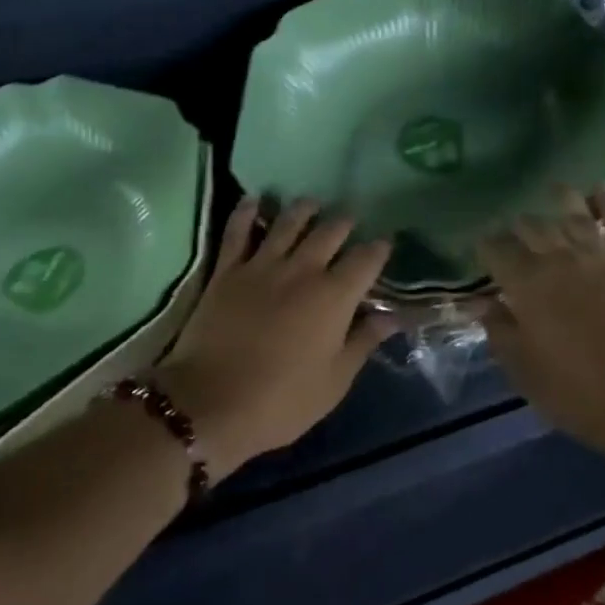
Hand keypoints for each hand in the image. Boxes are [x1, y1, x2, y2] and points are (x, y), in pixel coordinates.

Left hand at [153, 197, 392, 475]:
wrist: (210, 404)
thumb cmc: (281, 401)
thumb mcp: (334, 381)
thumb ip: (364, 342)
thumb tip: (393, 316)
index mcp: (334, 297)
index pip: (366, 260)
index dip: (379, 248)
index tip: (385, 243)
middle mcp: (302, 270)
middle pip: (330, 232)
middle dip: (345, 223)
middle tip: (350, 221)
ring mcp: (262, 265)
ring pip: (288, 222)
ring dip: (304, 208)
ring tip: (312, 203)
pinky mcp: (227, 269)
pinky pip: (238, 230)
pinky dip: (246, 212)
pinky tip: (254, 200)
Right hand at [476, 187, 604, 466]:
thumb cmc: (580, 394)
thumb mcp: (524, 371)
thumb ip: (499, 330)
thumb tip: (480, 302)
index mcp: (526, 285)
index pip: (496, 249)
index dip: (485, 244)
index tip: (479, 244)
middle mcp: (559, 261)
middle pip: (532, 228)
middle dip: (518, 225)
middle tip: (513, 227)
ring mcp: (600, 259)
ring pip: (573, 217)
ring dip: (560, 201)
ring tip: (552, 189)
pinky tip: (600, 188)